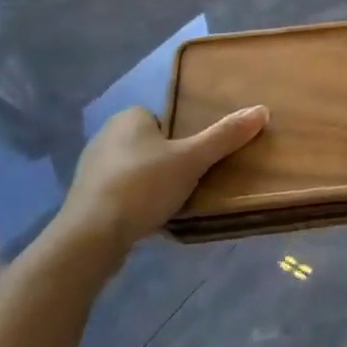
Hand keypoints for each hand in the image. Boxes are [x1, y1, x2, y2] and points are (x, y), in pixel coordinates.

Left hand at [56, 104, 268, 252]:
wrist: (90, 237)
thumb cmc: (143, 186)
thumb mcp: (192, 159)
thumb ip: (225, 136)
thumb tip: (262, 110)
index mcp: (129, 117)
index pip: (165, 119)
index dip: (182, 139)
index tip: (195, 161)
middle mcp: (106, 135)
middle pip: (151, 144)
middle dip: (168, 162)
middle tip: (189, 182)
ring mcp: (91, 168)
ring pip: (134, 169)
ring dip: (150, 184)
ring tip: (169, 204)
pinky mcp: (84, 198)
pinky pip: (119, 192)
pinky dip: (133, 202)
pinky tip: (145, 220)